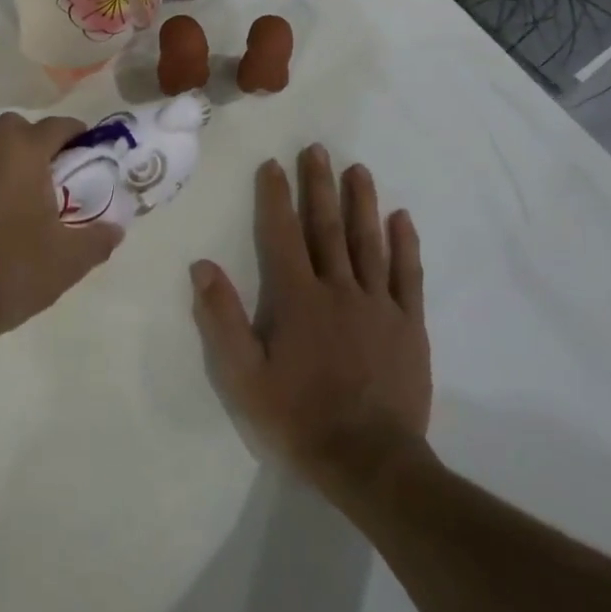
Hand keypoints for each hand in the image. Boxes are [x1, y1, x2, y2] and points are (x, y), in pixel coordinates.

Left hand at [0, 112, 123, 344]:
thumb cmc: (11, 270)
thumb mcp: (68, 260)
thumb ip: (98, 239)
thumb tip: (115, 228)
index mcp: (20, 152)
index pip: (56, 126)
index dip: (78, 136)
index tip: (90, 155)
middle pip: (14, 130)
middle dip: (34, 143)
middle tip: (52, 177)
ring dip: (2, 163)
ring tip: (18, 200)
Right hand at [190, 145, 429, 493]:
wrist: (370, 462)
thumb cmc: (299, 417)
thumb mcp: (243, 375)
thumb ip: (222, 318)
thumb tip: (201, 266)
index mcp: (297, 298)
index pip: (283, 235)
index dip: (276, 197)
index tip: (272, 165)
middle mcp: (338, 289)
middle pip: (327, 228)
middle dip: (319, 185)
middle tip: (317, 149)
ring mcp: (378, 305)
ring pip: (368, 242)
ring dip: (361, 203)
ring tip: (358, 169)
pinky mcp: (409, 325)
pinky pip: (408, 276)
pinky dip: (405, 245)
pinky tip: (402, 218)